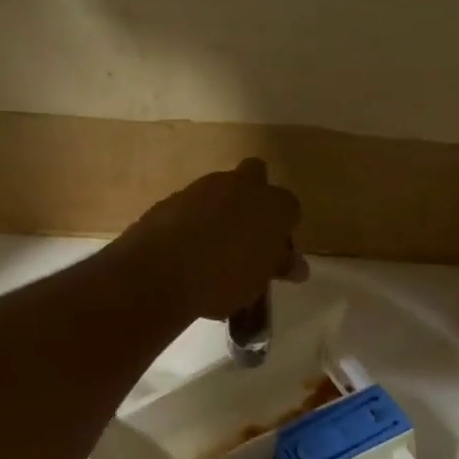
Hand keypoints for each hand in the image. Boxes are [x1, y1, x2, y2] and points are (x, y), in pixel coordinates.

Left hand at [119, 160, 306, 320]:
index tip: (274, 251)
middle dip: (255, 197)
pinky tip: (187, 249)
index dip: (283, 228)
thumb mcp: (258, 281)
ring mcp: (203, 188)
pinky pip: (192, 205)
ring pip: (220, 189)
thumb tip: (297, 266)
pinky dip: (193, 220)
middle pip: (256, 176)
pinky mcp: (173, 198)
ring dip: (221, 209)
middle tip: (248, 233)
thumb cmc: (224, 279)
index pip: (290, 208)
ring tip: (214, 248)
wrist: (161, 272)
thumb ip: (278, 266)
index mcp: (273, 205)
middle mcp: (241, 186)